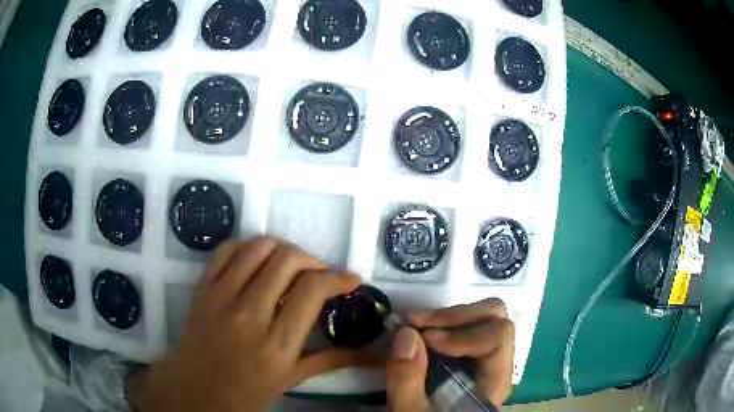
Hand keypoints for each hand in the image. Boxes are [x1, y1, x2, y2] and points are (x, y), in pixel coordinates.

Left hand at [129, 237, 372, 411]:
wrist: (198, 389)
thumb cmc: (248, 390)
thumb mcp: (293, 378)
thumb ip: (333, 360)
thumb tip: (373, 353)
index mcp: (277, 343)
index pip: (312, 289)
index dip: (338, 277)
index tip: (350, 279)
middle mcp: (249, 314)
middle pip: (287, 260)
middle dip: (312, 260)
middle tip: (319, 273)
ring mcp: (222, 297)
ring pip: (258, 247)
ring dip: (282, 249)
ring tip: (290, 265)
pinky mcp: (203, 287)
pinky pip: (227, 250)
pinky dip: (248, 247)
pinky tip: (257, 261)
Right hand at [385, 298, 514, 410]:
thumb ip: (407, 380)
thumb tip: (406, 333)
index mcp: (494, 381)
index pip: (498, 336)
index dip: (463, 333)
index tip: (427, 339)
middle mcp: (496, 364)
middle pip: (494, 318)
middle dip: (454, 316)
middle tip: (416, 323)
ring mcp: (482, 358)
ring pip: (481, 317)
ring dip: (445, 318)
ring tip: (412, 326)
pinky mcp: (466, 357)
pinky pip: (464, 327)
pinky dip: (441, 324)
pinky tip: (417, 334)